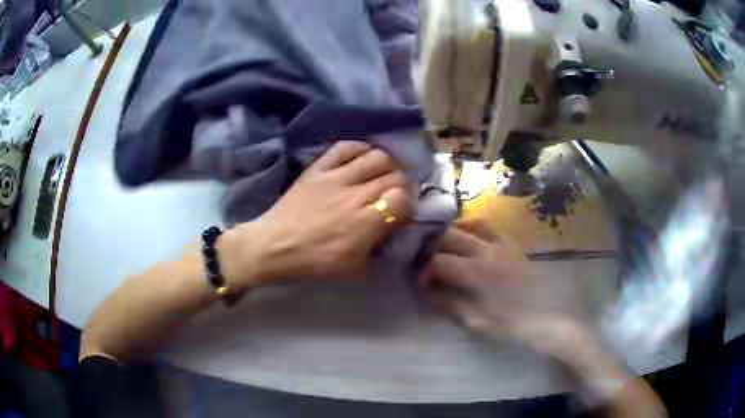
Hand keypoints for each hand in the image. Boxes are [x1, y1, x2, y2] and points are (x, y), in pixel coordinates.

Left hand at [222, 141, 412, 286]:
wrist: (274, 245)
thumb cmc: (314, 261)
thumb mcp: (355, 269)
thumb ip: (378, 249)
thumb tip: (390, 230)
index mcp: (365, 223)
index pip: (402, 199)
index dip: (406, 207)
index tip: (400, 215)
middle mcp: (354, 194)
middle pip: (394, 175)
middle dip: (400, 186)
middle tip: (392, 196)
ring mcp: (335, 176)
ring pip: (377, 156)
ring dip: (386, 166)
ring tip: (381, 175)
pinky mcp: (318, 167)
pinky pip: (345, 147)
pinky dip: (360, 149)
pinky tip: (362, 158)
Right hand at [420, 220, 600, 367]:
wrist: (547, 315)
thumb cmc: (511, 322)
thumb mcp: (477, 319)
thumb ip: (450, 303)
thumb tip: (427, 292)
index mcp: (478, 271)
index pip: (440, 262)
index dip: (425, 272)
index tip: (421, 283)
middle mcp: (488, 248)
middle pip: (450, 236)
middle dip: (432, 248)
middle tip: (428, 263)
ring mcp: (502, 242)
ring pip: (470, 222)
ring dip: (453, 232)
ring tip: (445, 245)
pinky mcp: (512, 242)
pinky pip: (490, 225)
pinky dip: (474, 227)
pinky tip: (469, 239)